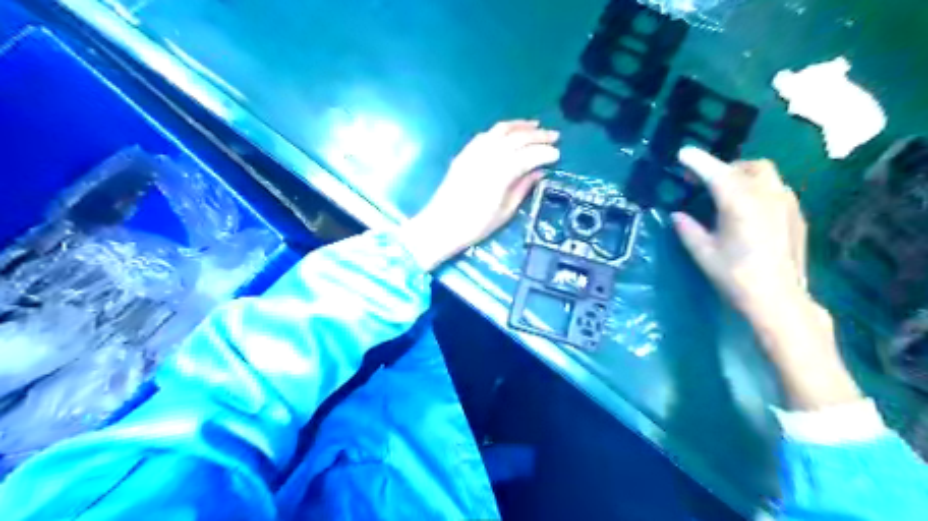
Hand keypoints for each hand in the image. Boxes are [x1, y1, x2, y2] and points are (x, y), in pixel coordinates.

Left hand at [396, 118, 556, 270]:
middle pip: (516, 138)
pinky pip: (485, 135)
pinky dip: (500, 130)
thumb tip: (538, 172)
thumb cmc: (475, 225)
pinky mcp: (464, 154)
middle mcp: (487, 157)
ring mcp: (473, 153)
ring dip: (520, 126)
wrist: (441, 225)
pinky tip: (509, 132)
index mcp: (500, 175)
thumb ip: (522, 188)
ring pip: (500, 131)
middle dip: (538, 135)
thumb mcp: (505, 212)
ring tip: (535, 125)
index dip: (545, 152)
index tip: (558, 154)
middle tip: (554, 135)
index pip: (528, 155)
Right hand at [676, 147, 863, 410]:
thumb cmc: (735, 277)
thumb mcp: (703, 254)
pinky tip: (750, 213)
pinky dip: (760, 190)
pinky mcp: (797, 216)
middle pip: (750, 166)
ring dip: (746, 177)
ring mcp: (787, 204)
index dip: (697, 161)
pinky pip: (778, 191)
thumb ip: (688, 230)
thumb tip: (677, 215)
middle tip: (708, 183)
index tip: (683, 153)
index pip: (715, 173)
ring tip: (729, 196)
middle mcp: (767, 196)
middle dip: (728, 168)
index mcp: (739, 203)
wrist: (780, 300)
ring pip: (767, 176)